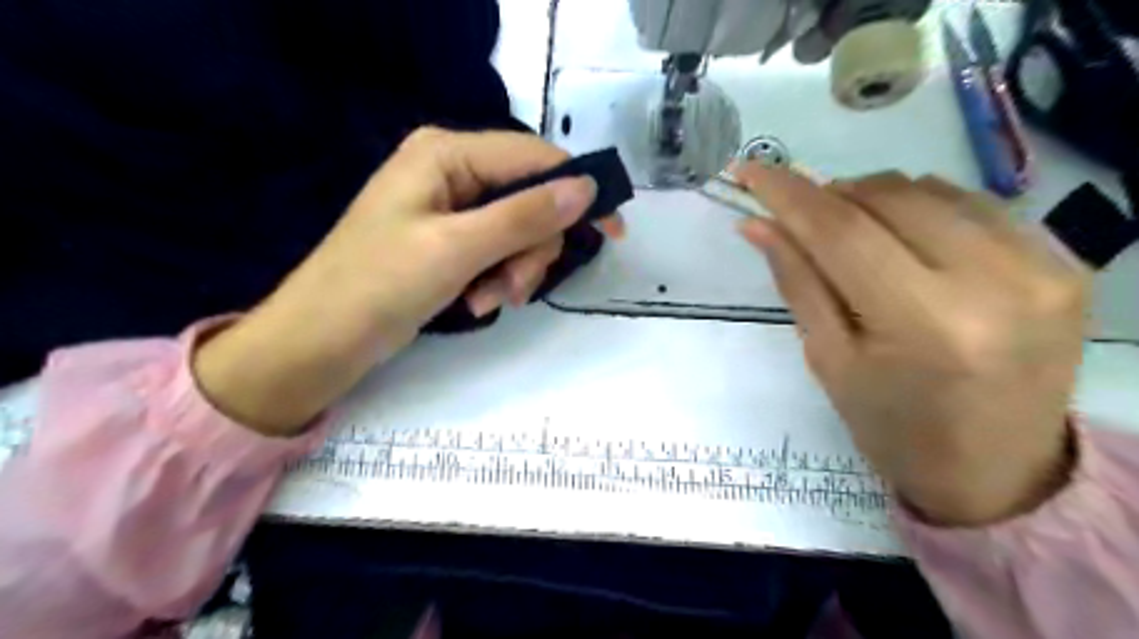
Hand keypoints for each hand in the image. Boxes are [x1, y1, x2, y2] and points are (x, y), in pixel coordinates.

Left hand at [192, 124, 614, 432]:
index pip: (534, 158)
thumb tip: (585, 188)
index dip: (578, 190)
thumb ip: (524, 216)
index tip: (613, 231)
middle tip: (516, 290)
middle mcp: (451, 171)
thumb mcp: (458, 248)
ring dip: (514, 270)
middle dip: (531, 249)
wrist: (321, 341)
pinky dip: (496, 278)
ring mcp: (450, 207)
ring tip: (489, 303)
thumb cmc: (378, 286)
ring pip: (517, 231)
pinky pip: (496, 250)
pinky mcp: (448, 239)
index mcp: (447, 153)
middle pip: (529, 199)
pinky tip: (476, 303)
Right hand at [739, 165, 1083, 524]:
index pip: (840, 232)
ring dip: (875, 201)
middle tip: (803, 218)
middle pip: (887, 197)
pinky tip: (910, 243)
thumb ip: (797, 281)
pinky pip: (973, 204)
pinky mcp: (1066, 262)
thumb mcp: (829, 359)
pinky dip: (924, 210)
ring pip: (930, 189)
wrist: (998, 472)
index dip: (787, 193)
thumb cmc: (893, 426)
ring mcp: (1043, 266)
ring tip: (857, 238)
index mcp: (924, 323)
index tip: (749, 168)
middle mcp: (994, 282)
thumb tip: (757, 223)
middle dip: (830, 196)